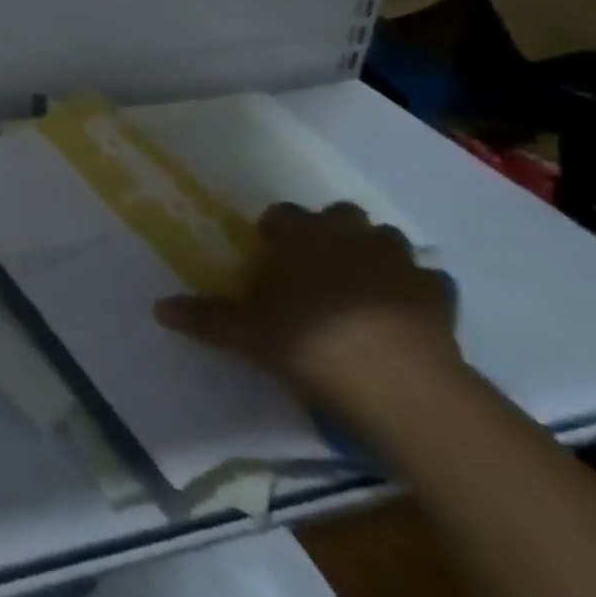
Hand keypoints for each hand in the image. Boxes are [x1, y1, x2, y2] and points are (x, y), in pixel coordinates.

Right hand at [154, 202, 460, 407]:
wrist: (399, 382)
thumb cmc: (309, 342)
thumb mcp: (246, 334)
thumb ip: (205, 318)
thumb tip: (157, 309)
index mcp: (300, 236)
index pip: (281, 214)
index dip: (275, 232)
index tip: (270, 255)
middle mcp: (347, 235)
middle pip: (339, 215)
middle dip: (330, 232)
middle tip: (316, 267)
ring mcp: (397, 260)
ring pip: (386, 238)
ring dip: (374, 253)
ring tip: (361, 285)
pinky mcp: (437, 293)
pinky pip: (427, 280)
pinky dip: (417, 289)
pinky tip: (406, 312)